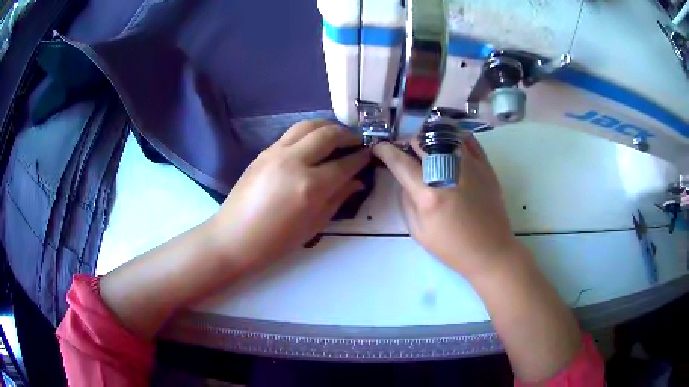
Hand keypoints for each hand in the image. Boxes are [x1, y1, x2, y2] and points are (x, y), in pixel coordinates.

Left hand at [208, 120, 369, 266]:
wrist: (235, 237)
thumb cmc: (277, 241)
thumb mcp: (314, 224)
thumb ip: (339, 198)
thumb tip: (357, 181)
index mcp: (311, 186)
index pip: (345, 163)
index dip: (361, 157)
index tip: (370, 153)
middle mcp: (295, 161)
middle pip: (328, 134)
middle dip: (348, 134)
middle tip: (357, 141)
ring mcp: (276, 152)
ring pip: (308, 125)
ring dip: (328, 126)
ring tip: (337, 134)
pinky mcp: (264, 151)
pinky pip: (292, 133)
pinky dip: (309, 131)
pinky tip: (314, 142)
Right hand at [373, 136, 519, 278]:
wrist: (490, 250)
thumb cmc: (452, 247)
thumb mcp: (419, 232)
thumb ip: (407, 202)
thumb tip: (404, 180)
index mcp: (428, 193)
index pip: (400, 161)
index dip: (385, 151)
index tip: (379, 147)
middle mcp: (447, 171)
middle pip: (420, 141)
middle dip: (407, 141)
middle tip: (404, 148)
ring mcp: (469, 165)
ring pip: (443, 134)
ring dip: (429, 136)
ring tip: (426, 143)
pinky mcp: (485, 165)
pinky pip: (467, 139)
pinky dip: (454, 136)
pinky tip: (449, 142)